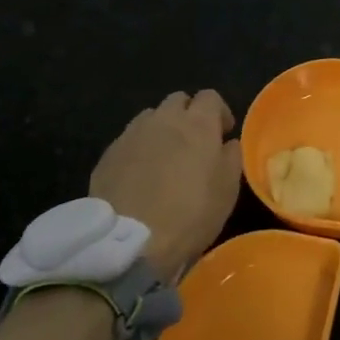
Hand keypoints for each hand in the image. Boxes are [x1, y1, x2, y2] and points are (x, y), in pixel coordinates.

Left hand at [89, 90, 241, 275]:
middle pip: (178, 100)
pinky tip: (139, 175)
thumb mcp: (228, 189)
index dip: (219, 112)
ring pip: (150, 117)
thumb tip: (227, 143)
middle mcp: (164, 119)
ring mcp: (132, 134)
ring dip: (161, 129)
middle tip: (193, 142)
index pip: (210, 97)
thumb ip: (231, 157)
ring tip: (163, 157)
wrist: (130, 242)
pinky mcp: (108, 155)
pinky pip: (128, 140)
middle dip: (188, 114)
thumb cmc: (191, 214)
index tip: (222, 134)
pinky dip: (138, 149)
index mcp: (198, 123)